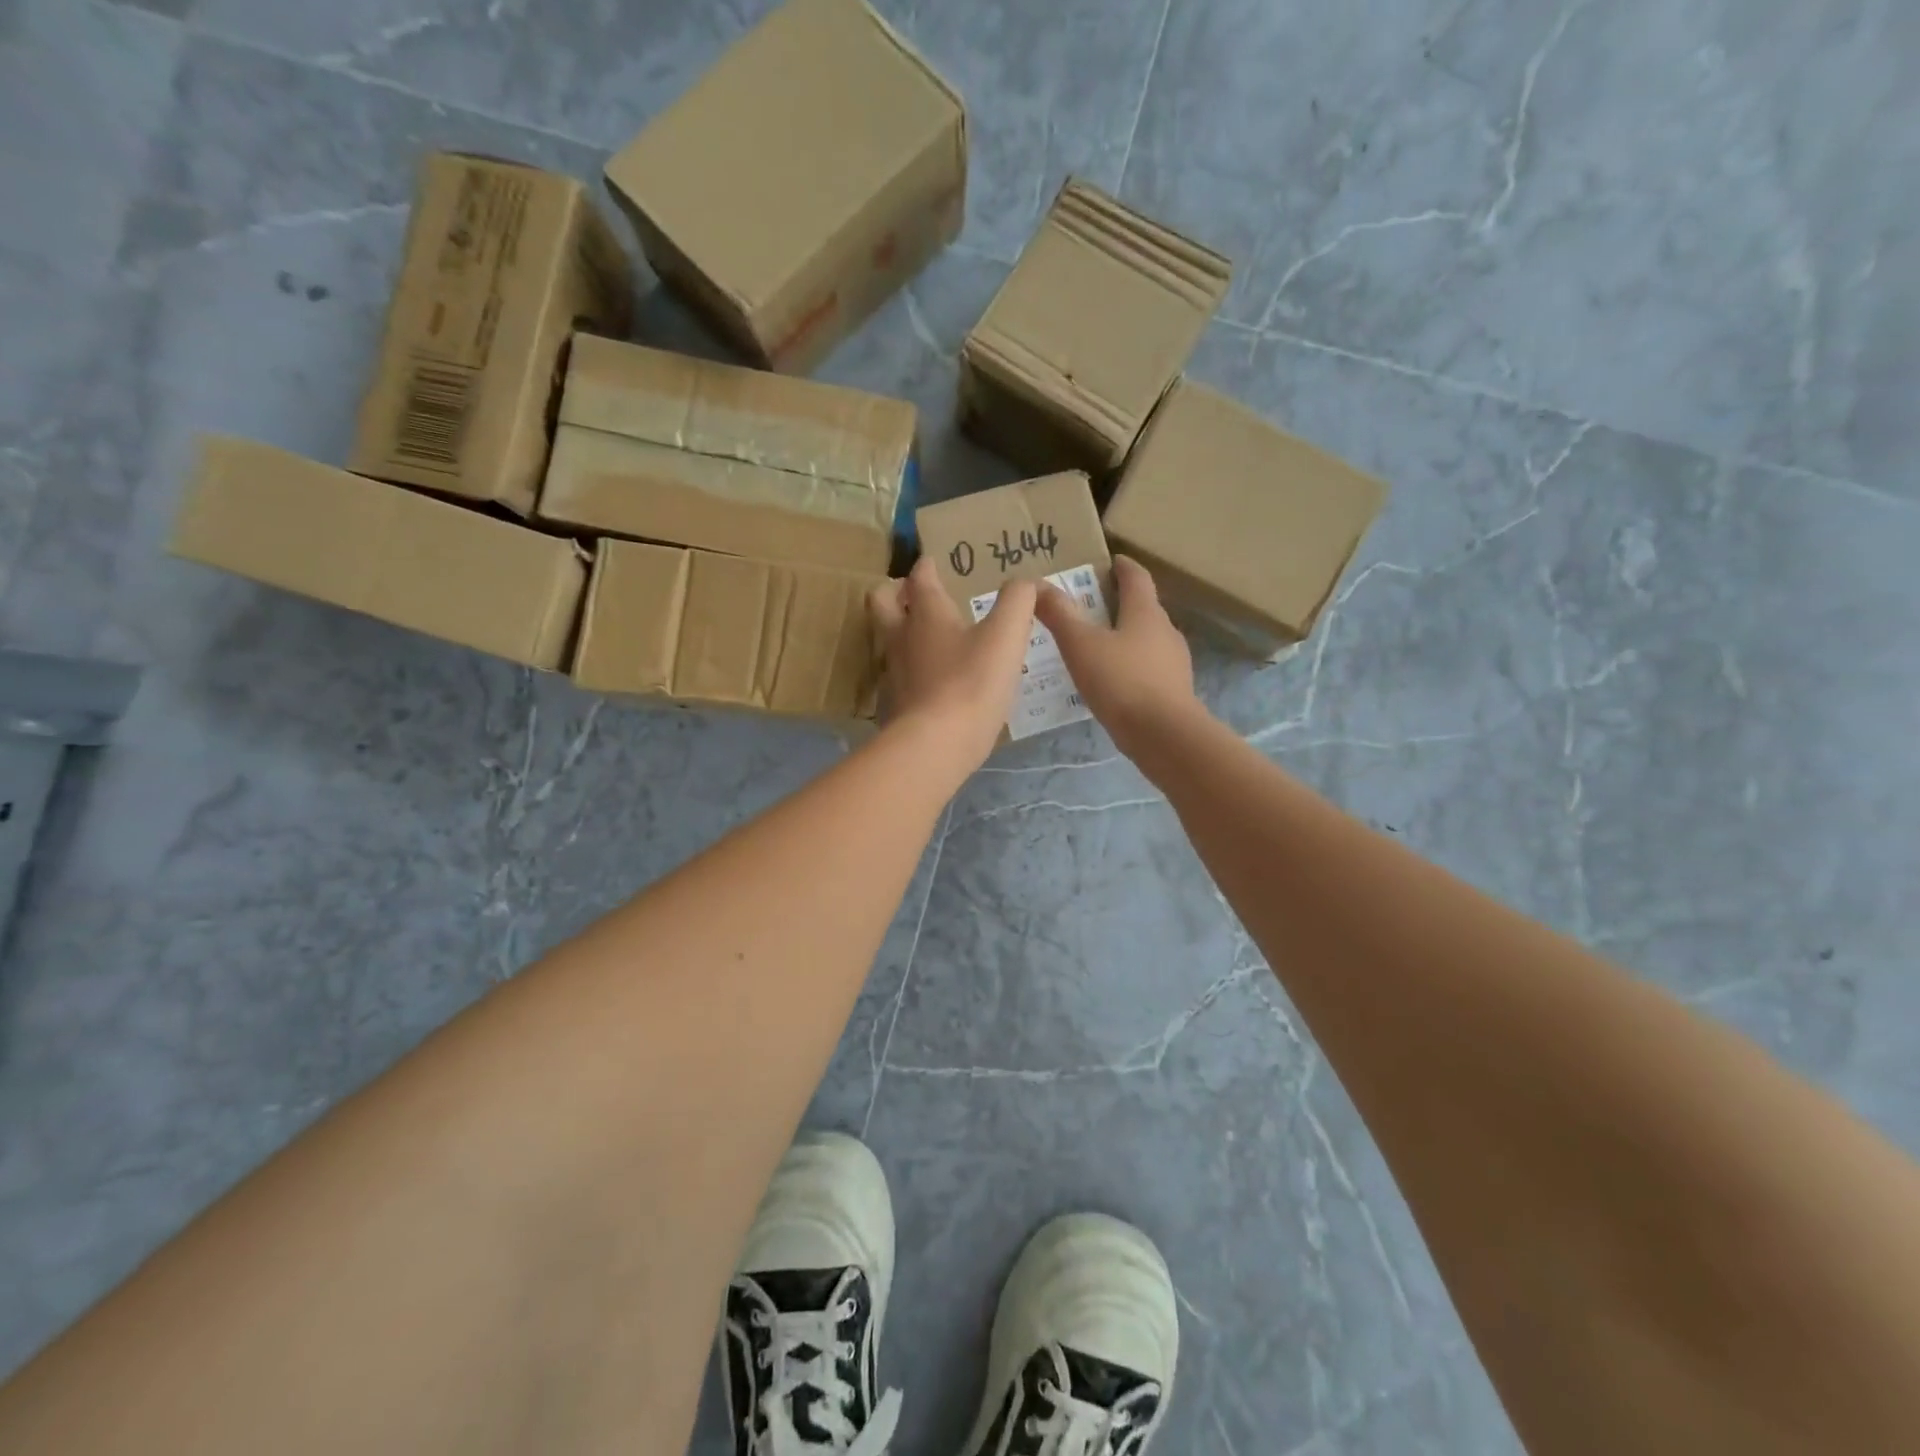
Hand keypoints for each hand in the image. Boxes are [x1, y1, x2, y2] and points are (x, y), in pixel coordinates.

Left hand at [868, 554, 1036, 770]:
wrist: (935, 745)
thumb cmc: (972, 683)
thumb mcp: (1007, 636)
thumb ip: (1018, 602)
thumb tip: (1024, 583)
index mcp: (926, 613)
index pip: (920, 577)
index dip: (927, 566)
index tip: (935, 562)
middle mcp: (902, 637)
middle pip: (881, 601)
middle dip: (894, 592)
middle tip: (915, 594)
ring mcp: (894, 672)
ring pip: (889, 639)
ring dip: (903, 630)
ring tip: (930, 636)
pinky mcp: (896, 704)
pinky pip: (900, 674)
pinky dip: (913, 667)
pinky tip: (936, 679)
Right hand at [1036, 555, 1203, 757]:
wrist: (1164, 736)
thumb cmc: (1122, 682)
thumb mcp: (1081, 646)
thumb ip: (1060, 615)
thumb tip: (1038, 585)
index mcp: (1146, 612)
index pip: (1136, 577)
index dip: (1122, 566)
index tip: (1109, 561)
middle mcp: (1165, 631)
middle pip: (1143, 608)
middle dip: (1119, 604)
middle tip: (1090, 606)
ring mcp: (1173, 663)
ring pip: (1146, 640)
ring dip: (1125, 637)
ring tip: (1095, 646)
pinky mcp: (1173, 691)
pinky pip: (1148, 668)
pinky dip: (1129, 666)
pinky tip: (1111, 681)